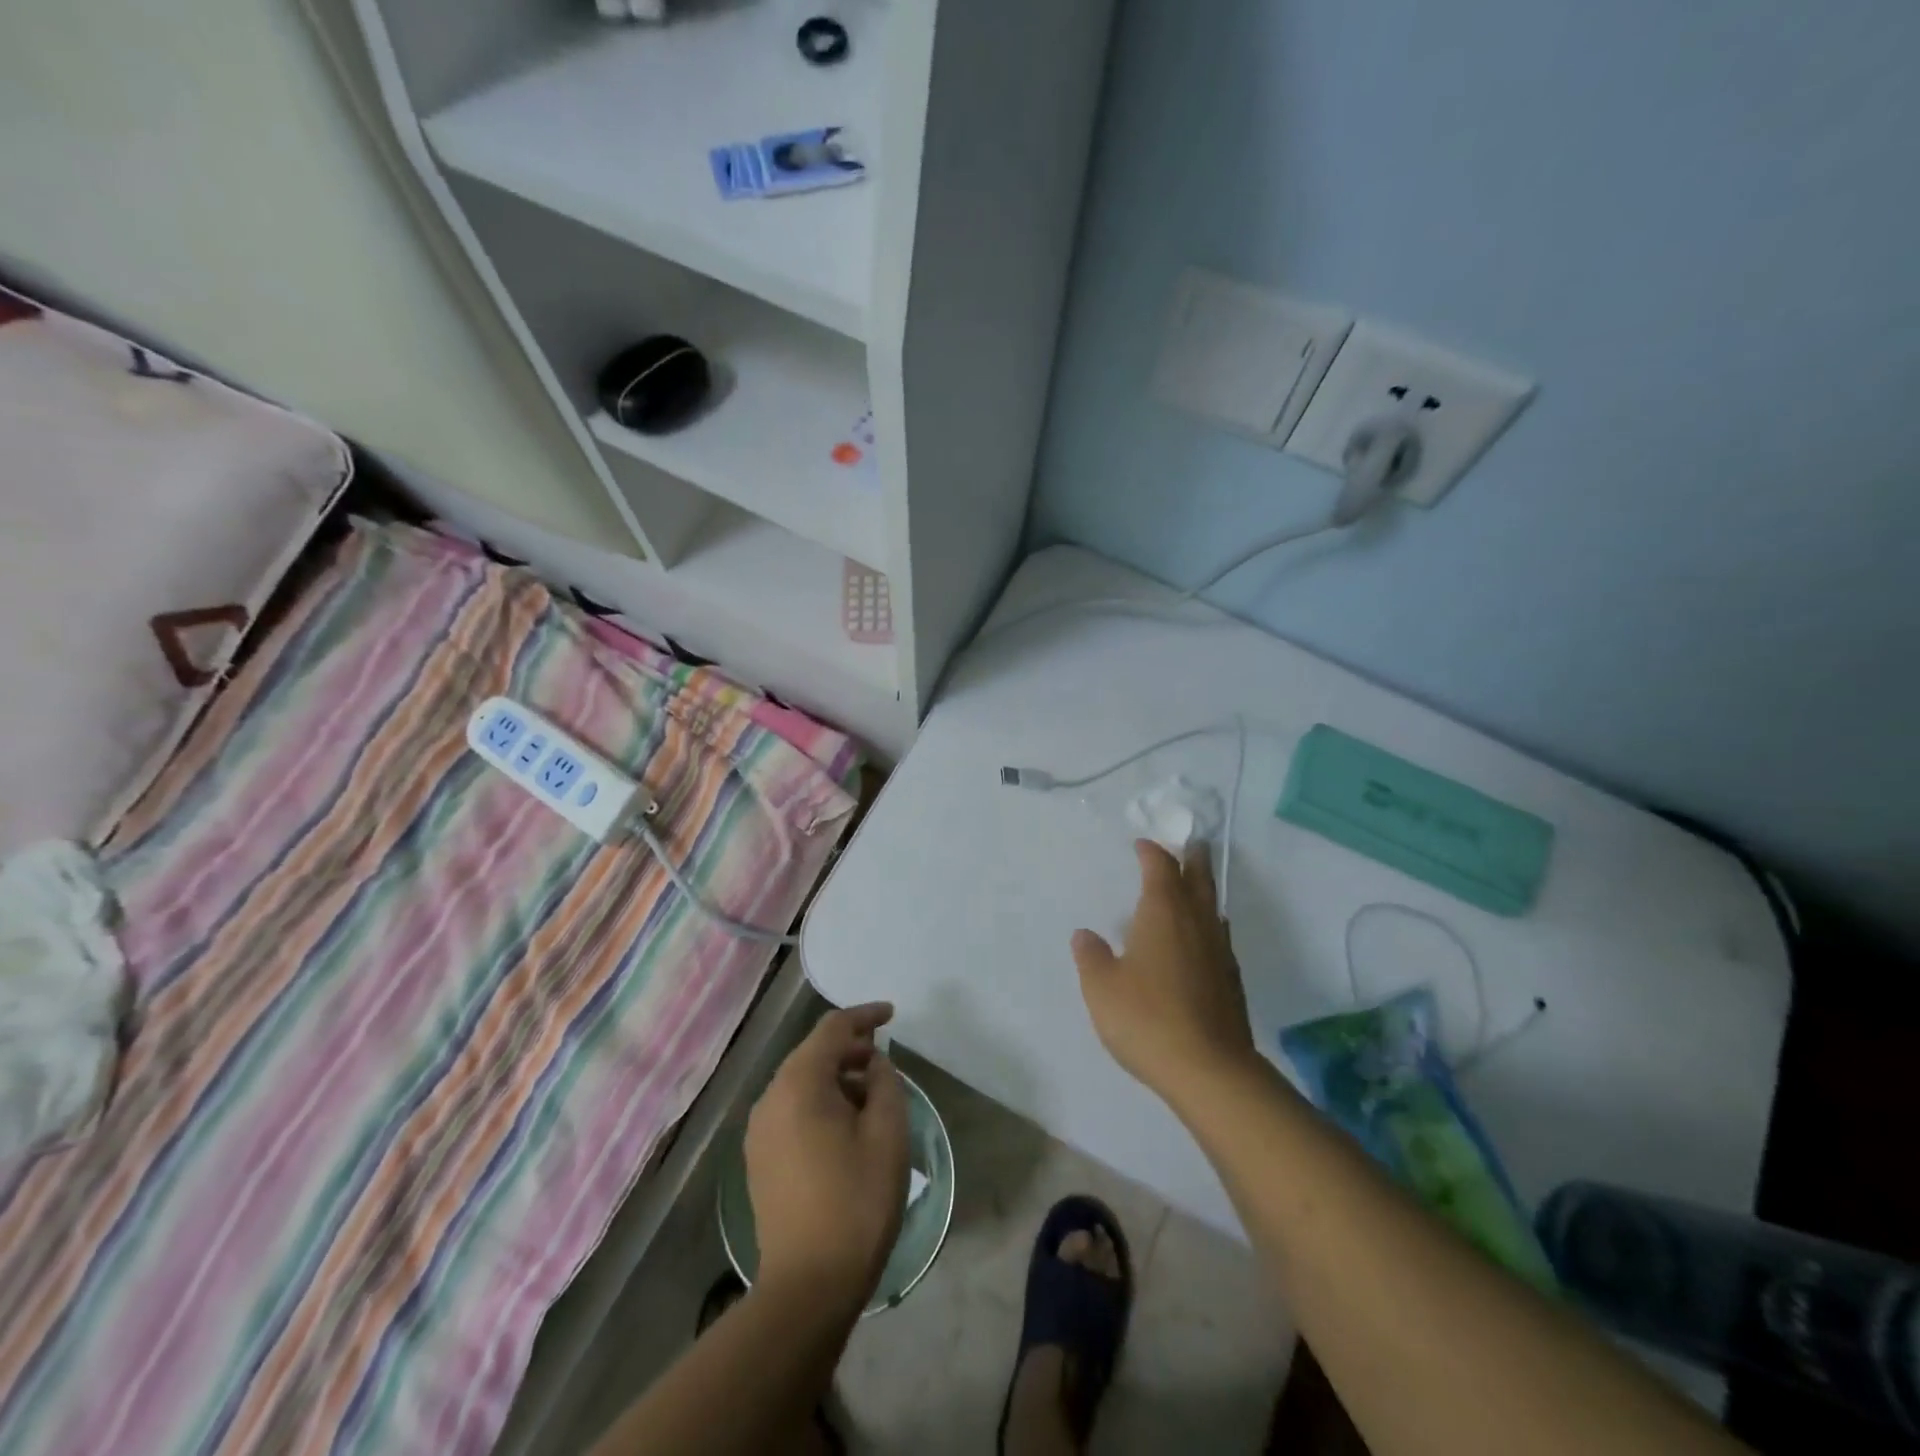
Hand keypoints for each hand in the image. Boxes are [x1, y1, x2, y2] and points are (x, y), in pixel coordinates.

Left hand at [745, 1003, 910, 1318]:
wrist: (808, 1286)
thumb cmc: (856, 1201)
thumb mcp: (887, 1133)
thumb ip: (885, 1082)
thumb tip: (873, 1064)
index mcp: (799, 1083)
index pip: (832, 1029)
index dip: (864, 1016)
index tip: (891, 1014)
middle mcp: (771, 1098)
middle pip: (813, 1053)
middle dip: (850, 1048)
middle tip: (885, 1058)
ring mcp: (759, 1130)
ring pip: (802, 1082)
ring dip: (837, 1077)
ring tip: (872, 1095)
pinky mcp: (759, 1158)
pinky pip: (792, 1109)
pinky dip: (820, 1102)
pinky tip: (846, 1125)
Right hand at [1071, 840, 1257, 1102]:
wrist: (1209, 1069)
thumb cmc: (1146, 1018)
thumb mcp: (1101, 987)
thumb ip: (1091, 956)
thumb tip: (1085, 934)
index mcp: (1163, 913)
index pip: (1160, 868)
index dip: (1151, 852)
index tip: (1142, 844)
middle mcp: (1196, 922)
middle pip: (1198, 878)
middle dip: (1191, 858)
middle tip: (1190, 844)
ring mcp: (1219, 950)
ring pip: (1213, 906)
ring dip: (1204, 889)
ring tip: (1195, 886)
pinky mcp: (1231, 979)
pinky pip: (1219, 935)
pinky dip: (1209, 924)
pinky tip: (1202, 939)